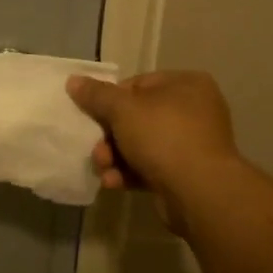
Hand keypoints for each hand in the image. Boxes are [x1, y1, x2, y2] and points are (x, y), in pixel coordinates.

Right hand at [66, 70, 240, 232]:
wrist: (199, 191)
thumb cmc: (163, 136)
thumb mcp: (123, 109)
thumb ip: (97, 95)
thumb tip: (74, 80)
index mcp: (186, 84)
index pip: (138, 84)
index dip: (110, 101)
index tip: (93, 116)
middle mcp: (194, 110)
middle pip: (137, 117)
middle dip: (110, 137)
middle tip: (97, 150)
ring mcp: (192, 144)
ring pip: (141, 145)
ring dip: (115, 157)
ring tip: (103, 169)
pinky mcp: (186, 173)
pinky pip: (151, 167)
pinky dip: (130, 173)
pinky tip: (114, 183)